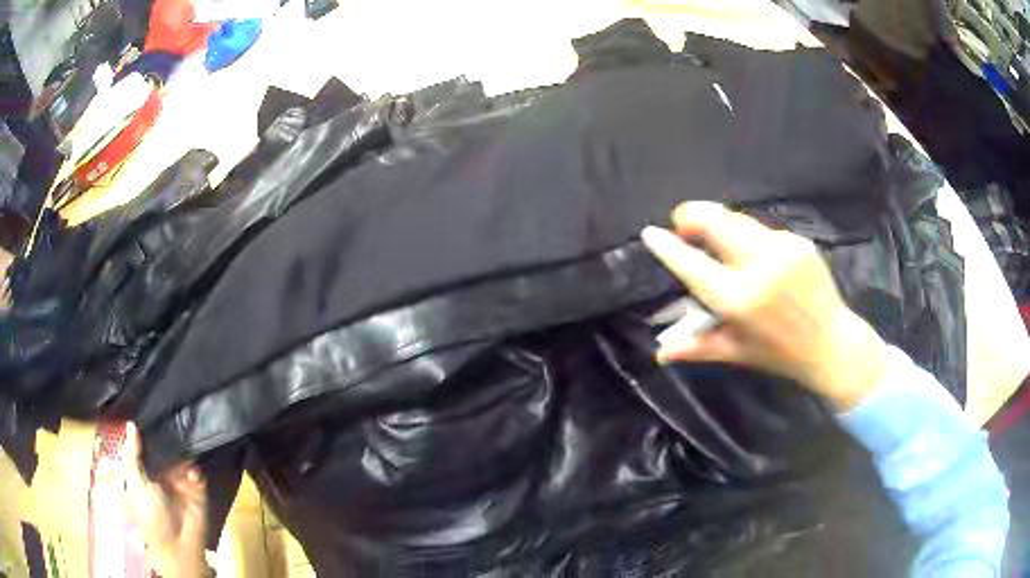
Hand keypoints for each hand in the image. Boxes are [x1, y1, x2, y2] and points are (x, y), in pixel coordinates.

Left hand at [125, 422, 207, 577]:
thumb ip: (132, 455)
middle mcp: (161, 472)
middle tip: (169, 413)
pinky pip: (197, 473)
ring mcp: (180, 480)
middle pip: (164, 447)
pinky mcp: (197, 489)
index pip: (144, 445)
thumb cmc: (150, 515)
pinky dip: (195, 471)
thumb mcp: (135, 483)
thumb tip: (131, 423)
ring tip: (183, 437)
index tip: (147, 407)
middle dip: (167, 435)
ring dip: (183, 450)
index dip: (145, 429)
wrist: (178, 544)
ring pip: (181, 456)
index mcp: (143, 471)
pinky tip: (191, 473)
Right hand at [640, 201, 886, 410]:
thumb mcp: (736, 352)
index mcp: (740, 300)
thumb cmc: (779, 353)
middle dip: (692, 216)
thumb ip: (696, 347)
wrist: (831, 343)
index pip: (693, 266)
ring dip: (719, 223)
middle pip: (716, 222)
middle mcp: (761, 267)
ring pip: (739, 219)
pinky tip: (752, 253)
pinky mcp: (799, 241)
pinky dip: (748, 235)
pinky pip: (763, 229)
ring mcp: (783, 249)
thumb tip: (659, 352)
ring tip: (714, 237)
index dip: (668, 247)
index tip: (650, 232)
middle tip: (683, 224)